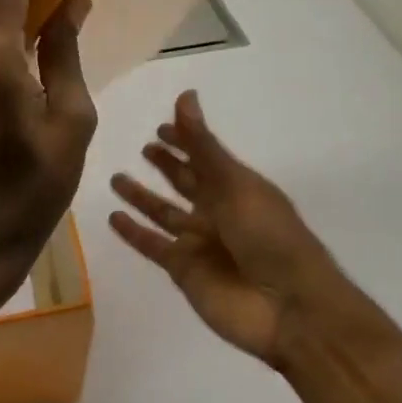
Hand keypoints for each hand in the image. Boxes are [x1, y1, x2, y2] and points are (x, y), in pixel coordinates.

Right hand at [109, 91, 338, 364]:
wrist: (287, 307)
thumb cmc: (269, 236)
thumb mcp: (235, 183)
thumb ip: (203, 145)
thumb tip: (185, 95)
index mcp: (237, 186)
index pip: (204, 155)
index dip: (185, 140)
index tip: (161, 126)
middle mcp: (217, 210)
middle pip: (185, 182)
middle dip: (167, 165)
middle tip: (144, 147)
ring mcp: (199, 242)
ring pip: (163, 213)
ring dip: (142, 197)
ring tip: (116, 178)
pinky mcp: (183, 270)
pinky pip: (153, 245)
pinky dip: (134, 233)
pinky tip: (114, 217)